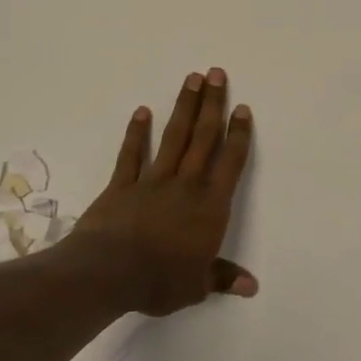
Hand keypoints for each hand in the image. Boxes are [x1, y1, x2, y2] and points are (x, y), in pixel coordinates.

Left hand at [63, 68, 256, 316]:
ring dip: (184, 107)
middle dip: (212, 105)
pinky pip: (131, 154)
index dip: (238, 134)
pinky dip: (137, 133)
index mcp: (210, 206)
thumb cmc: (160, 280)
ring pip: (173, 137)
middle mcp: (186, 185)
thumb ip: (223, 278)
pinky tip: (142, 111)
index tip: (242, 108)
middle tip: (217, 74)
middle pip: (203, 138)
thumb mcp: (197, 286)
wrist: (108, 273)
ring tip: (192, 79)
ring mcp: (152, 181)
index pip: (230, 163)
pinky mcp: (122, 185)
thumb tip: (252, 286)